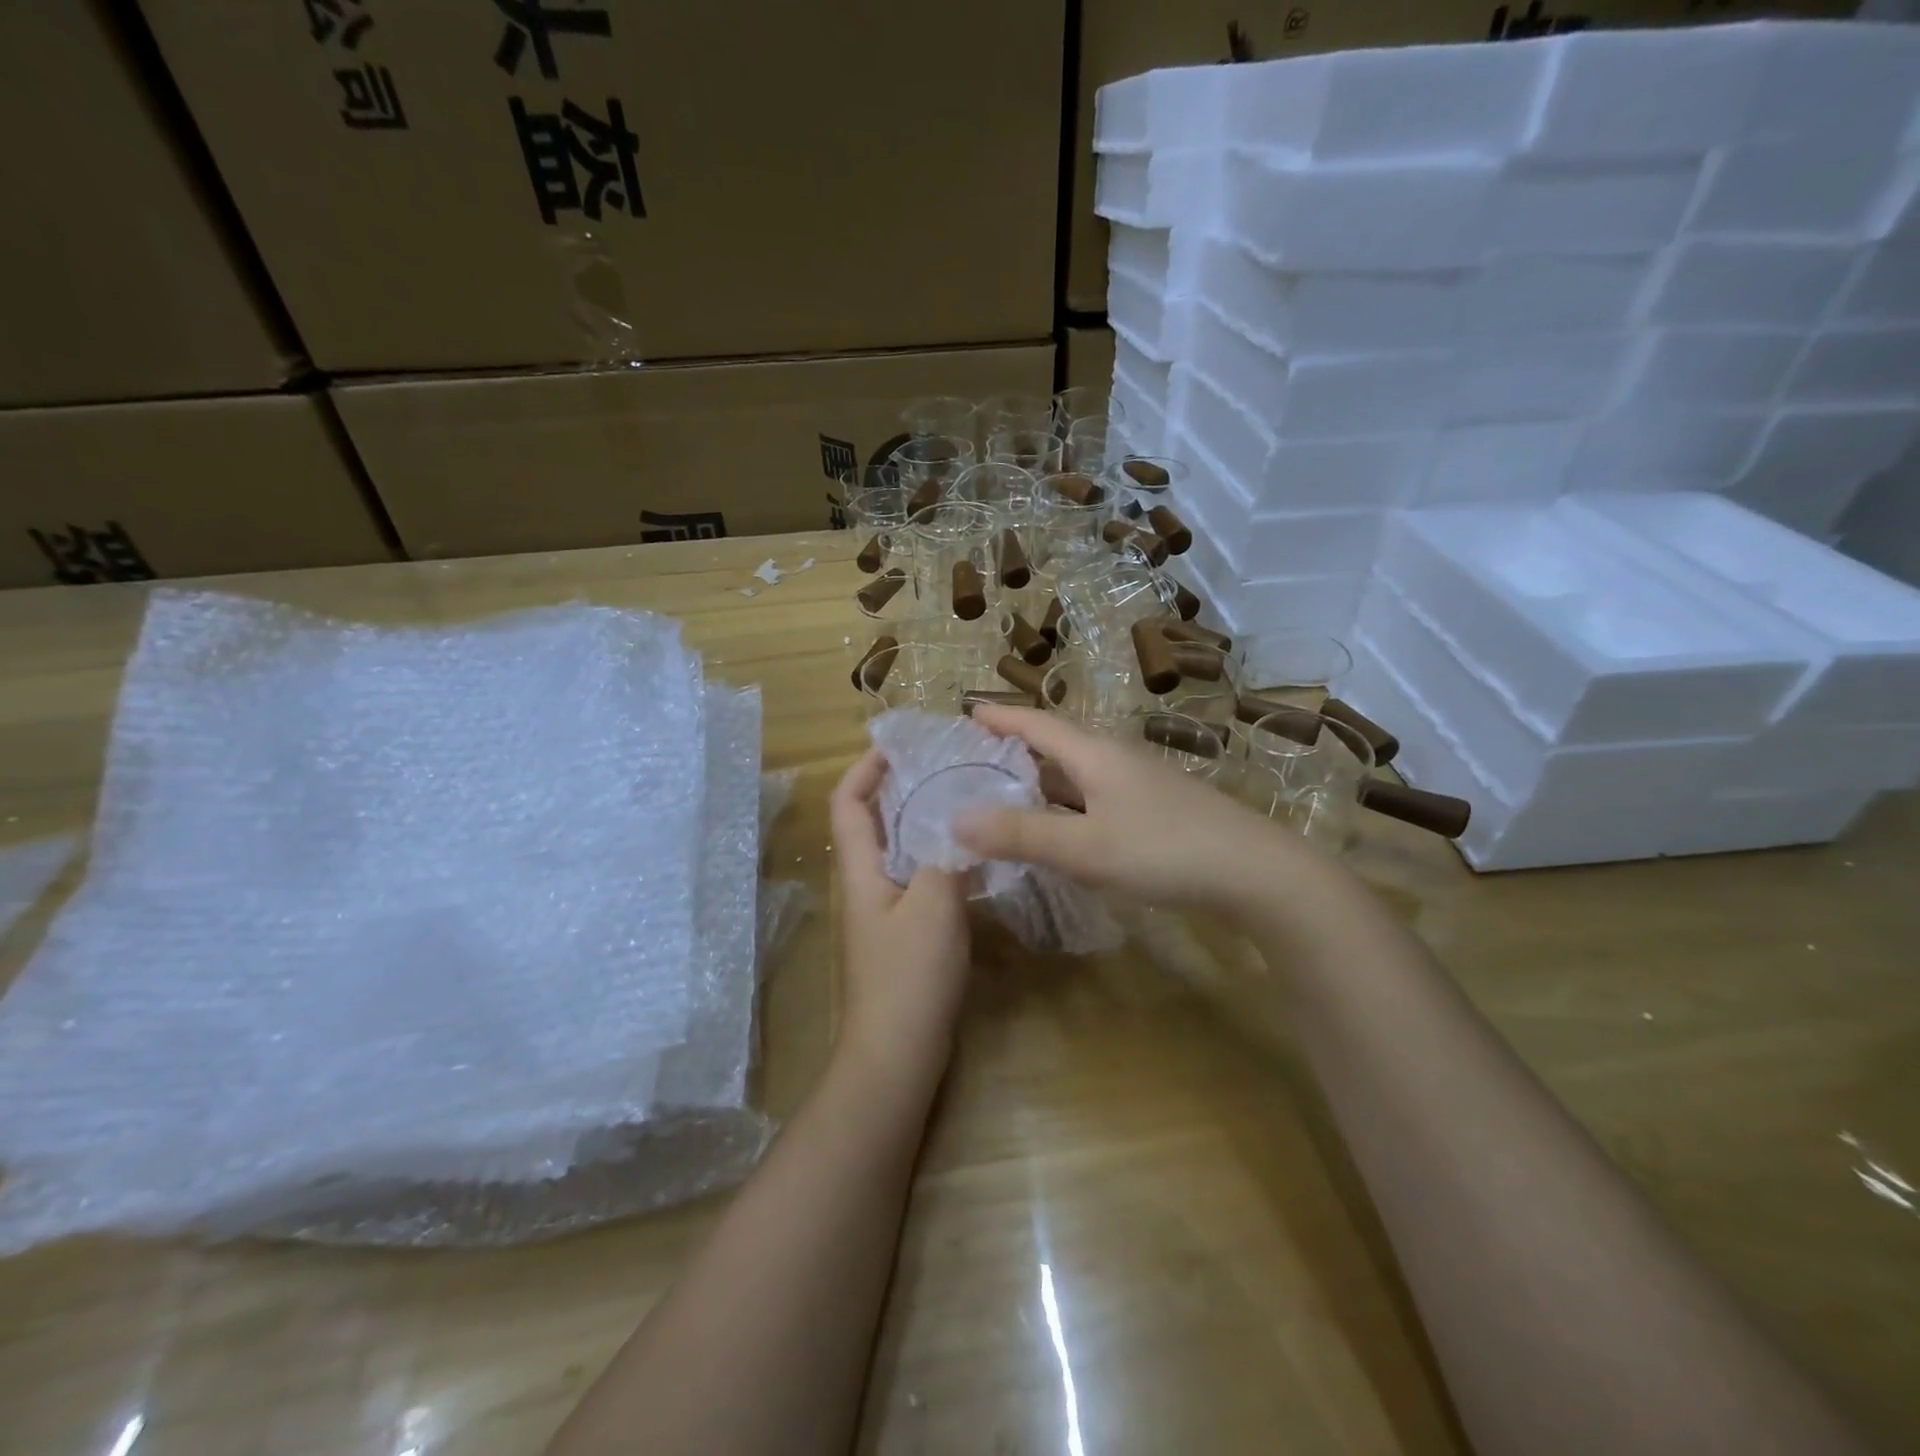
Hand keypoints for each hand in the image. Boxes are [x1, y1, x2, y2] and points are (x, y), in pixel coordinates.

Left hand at [828, 749, 971, 1092]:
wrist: (900, 1051)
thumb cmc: (909, 974)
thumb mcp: (934, 904)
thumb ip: (946, 856)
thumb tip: (961, 821)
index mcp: (861, 868)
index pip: (849, 802)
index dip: (866, 768)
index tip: (900, 745)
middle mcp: (867, 882)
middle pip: (874, 821)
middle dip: (902, 787)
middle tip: (947, 765)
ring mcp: (886, 909)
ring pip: (900, 849)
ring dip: (925, 821)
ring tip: (966, 798)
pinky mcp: (907, 932)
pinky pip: (920, 878)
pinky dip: (941, 856)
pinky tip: (975, 853)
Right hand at [955, 704, 1308, 910]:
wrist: (1255, 873)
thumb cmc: (1164, 849)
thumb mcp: (1084, 847)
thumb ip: (1021, 833)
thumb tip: (956, 818)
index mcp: (1095, 754)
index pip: (1036, 723)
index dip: (1000, 718)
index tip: (965, 713)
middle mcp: (1115, 760)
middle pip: (1055, 745)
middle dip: (1013, 750)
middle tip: (972, 761)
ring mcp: (1138, 786)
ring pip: (1076, 775)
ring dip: (1039, 781)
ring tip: (1003, 794)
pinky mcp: (1154, 812)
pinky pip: (1093, 799)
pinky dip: (1064, 807)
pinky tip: (1057, 829)